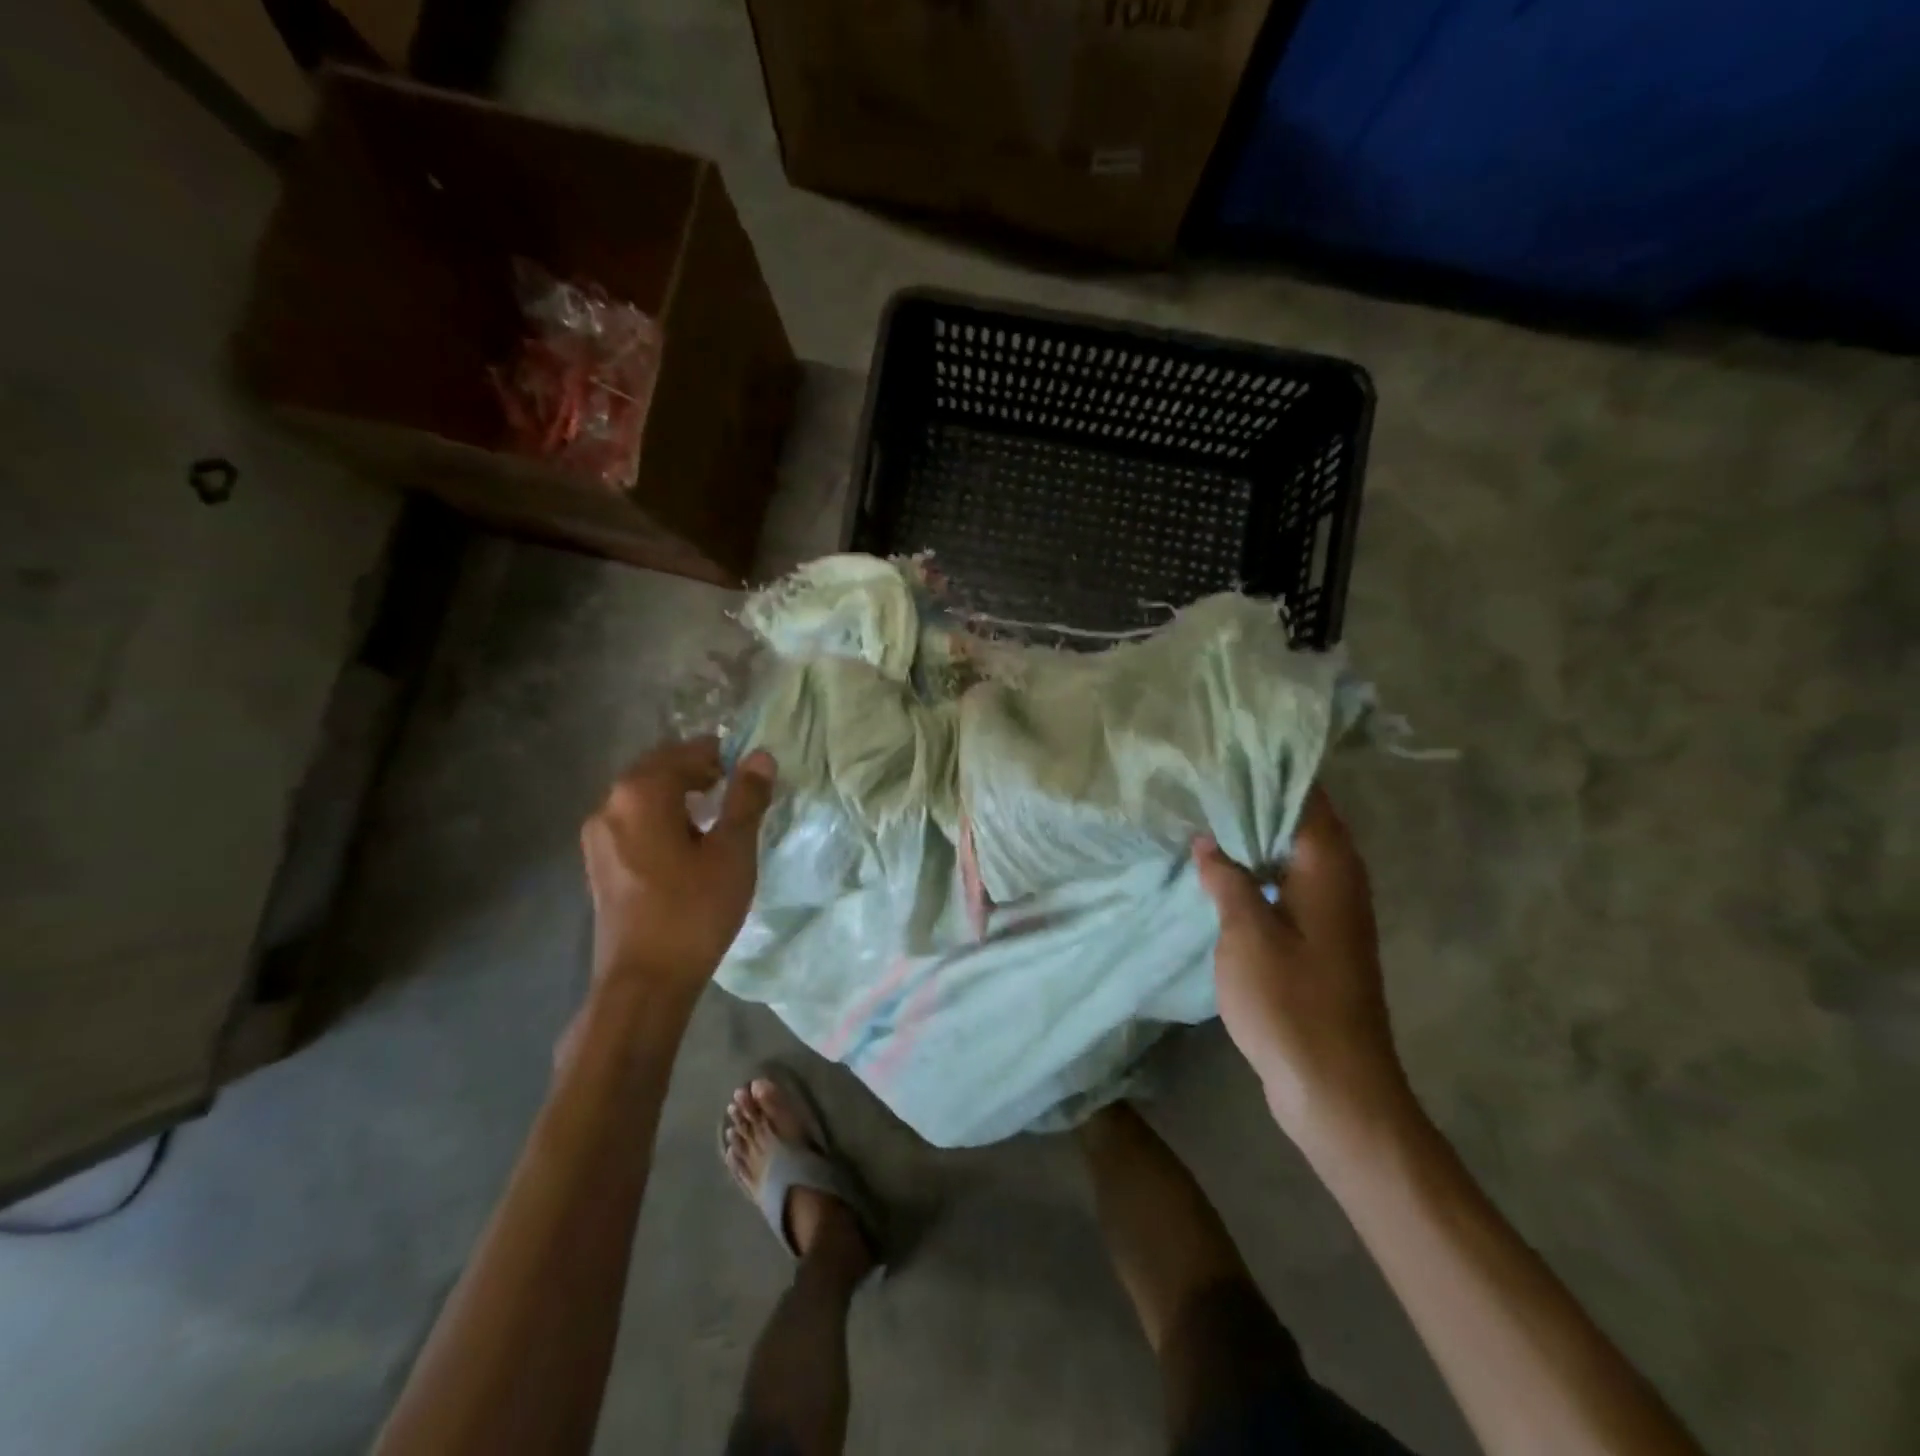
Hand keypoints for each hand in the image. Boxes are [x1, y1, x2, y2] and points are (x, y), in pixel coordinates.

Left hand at [580, 737, 775, 995]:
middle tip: (735, 786)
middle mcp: (610, 805)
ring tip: (714, 813)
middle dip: (697, 769)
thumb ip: (746, 799)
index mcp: (641, 793)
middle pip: (658, 768)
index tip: (749, 769)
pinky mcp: (598, 862)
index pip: (686, 752)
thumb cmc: (694, 911)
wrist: (645, 981)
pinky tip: (685, 842)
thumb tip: (760, 756)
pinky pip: (632, 820)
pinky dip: (660, 817)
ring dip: (677, 793)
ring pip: (642, 795)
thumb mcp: (733, 851)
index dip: (721, 754)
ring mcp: (598, 835)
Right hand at [1194, 787, 1410, 1147]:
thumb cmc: (1291, 1003)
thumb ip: (1227, 879)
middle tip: (1201, 779)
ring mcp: (1332, 910)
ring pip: (1290, 853)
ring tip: (1202, 814)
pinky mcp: (1320, 938)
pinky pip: (1287, 883)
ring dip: (1253, 835)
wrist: (1336, 1088)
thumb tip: (1208, 841)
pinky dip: (1257, 869)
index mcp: (1329, 866)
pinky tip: (1219, 871)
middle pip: (1299, 819)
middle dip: (1254, 798)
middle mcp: (1340, 878)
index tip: (1224, 751)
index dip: (1268, 769)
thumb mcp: (1247, 934)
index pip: (1305, 795)